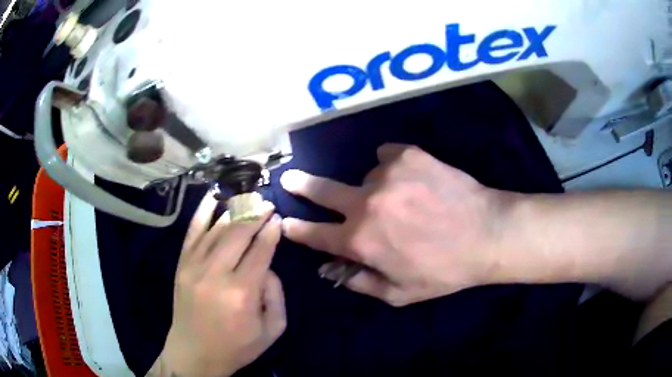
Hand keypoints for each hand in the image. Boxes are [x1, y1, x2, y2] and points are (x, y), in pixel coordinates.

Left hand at [149, 194, 285, 376]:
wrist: (194, 353)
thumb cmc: (236, 346)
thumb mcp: (272, 330)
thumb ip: (277, 296)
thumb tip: (268, 266)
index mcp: (242, 293)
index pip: (260, 251)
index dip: (270, 231)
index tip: (277, 217)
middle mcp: (216, 274)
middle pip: (238, 234)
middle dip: (255, 215)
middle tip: (266, 204)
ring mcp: (194, 267)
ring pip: (217, 229)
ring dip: (234, 211)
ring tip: (248, 199)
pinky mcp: (182, 265)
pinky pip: (192, 232)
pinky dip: (202, 212)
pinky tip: (213, 197)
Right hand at [281, 144, 503, 306]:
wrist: (487, 234)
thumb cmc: (444, 271)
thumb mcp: (400, 294)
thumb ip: (360, 282)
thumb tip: (332, 271)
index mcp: (361, 240)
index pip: (316, 234)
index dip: (297, 230)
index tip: (285, 222)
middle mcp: (366, 204)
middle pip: (323, 191)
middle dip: (302, 186)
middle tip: (289, 178)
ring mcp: (386, 174)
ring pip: (366, 177)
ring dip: (376, 189)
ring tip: (406, 201)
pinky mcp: (407, 155)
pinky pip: (387, 156)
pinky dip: (393, 167)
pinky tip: (412, 179)